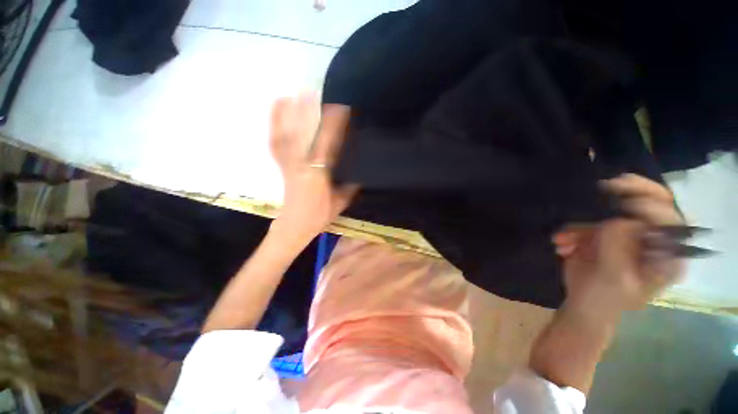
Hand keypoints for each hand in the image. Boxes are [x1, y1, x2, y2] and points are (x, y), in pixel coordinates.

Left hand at [269, 95, 357, 245]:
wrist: (293, 227)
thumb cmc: (319, 217)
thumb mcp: (340, 202)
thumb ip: (349, 185)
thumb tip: (359, 171)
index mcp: (318, 175)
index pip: (327, 145)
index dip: (333, 126)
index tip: (341, 108)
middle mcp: (300, 166)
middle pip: (303, 135)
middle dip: (308, 112)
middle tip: (313, 90)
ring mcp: (287, 164)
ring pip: (287, 135)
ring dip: (290, 113)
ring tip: (293, 93)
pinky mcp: (281, 165)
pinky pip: (275, 142)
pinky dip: (275, 124)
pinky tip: (277, 109)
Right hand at [553, 174, 685, 319]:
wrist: (583, 304)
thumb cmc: (603, 299)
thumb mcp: (613, 278)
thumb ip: (619, 248)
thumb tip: (619, 219)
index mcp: (667, 256)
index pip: (669, 220)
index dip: (650, 205)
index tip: (621, 200)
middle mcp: (653, 241)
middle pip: (653, 203)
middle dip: (631, 192)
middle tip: (609, 184)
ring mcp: (628, 236)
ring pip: (612, 213)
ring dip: (584, 223)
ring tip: (566, 240)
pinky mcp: (606, 234)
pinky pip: (590, 221)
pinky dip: (573, 229)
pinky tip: (563, 243)